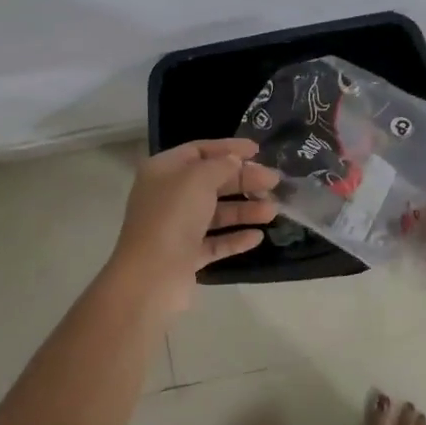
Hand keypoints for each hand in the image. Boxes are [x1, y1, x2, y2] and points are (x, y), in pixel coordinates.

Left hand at [108, 139, 280, 311]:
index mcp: (164, 171)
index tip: (258, 150)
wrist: (151, 276)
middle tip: (274, 182)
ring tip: (273, 211)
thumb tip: (234, 161)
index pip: (199, 151)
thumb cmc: (173, 216)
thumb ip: (221, 165)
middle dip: (244, 181)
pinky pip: (215, 242)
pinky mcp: (186, 256)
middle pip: (212, 182)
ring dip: (245, 210)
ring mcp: (177, 228)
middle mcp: (168, 196)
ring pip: (216, 214)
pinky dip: (235, 238)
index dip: (229, 148)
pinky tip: (257, 237)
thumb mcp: (198, 179)